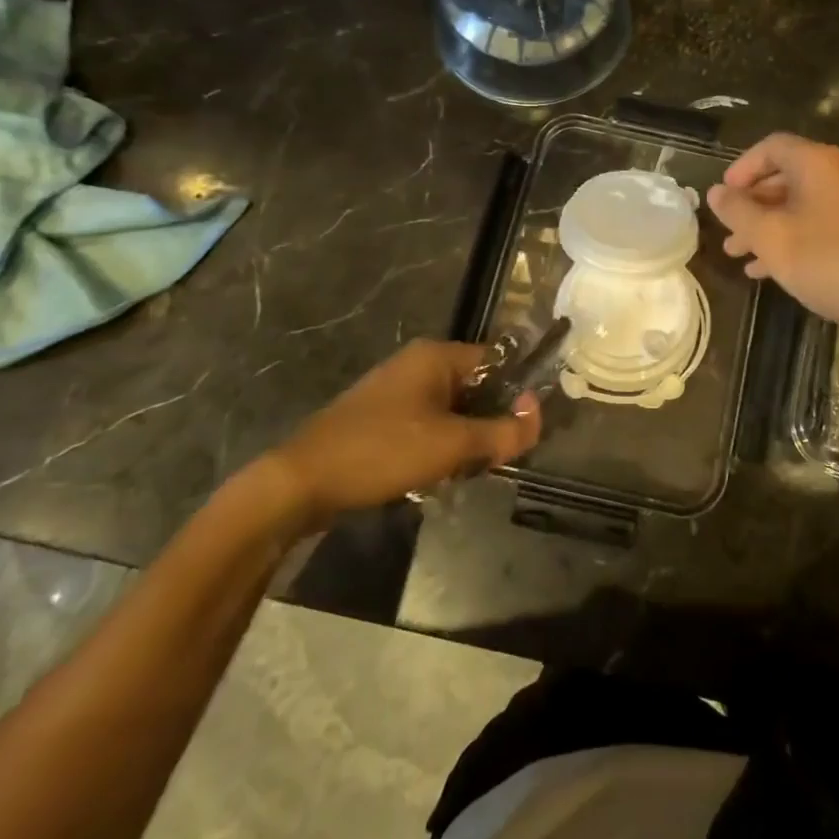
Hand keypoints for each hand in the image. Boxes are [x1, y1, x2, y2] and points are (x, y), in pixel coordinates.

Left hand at [266, 340, 540, 522]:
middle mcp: (417, 364)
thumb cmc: (383, 452)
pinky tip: (432, 475)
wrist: (301, 482)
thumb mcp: (452, 445)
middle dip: (488, 423)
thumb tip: (537, 416)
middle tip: (491, 458)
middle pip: (475, 387)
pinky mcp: (379, 417)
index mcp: (436, 356)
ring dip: (463, 439)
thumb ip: (502, 431)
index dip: (517, 393)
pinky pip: (426, 424)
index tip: (524, 430)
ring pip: (451, 410)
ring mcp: (395, 390)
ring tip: (460, 471)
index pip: (497, 361)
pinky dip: (437, 446)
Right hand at [706, 133, 838, 340]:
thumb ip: (738, 211)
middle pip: (785, 176)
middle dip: (751, 204)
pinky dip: (792, 236)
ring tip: (738, 254)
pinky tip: (768, 269)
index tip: (723, 196)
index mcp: (818, 163)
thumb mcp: (771, 237)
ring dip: (767, 225)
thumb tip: (716, 192)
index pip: (771, 147)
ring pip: (800, 204)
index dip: (741, 168)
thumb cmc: (826, 261)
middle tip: (727, 229)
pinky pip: (819, 221)